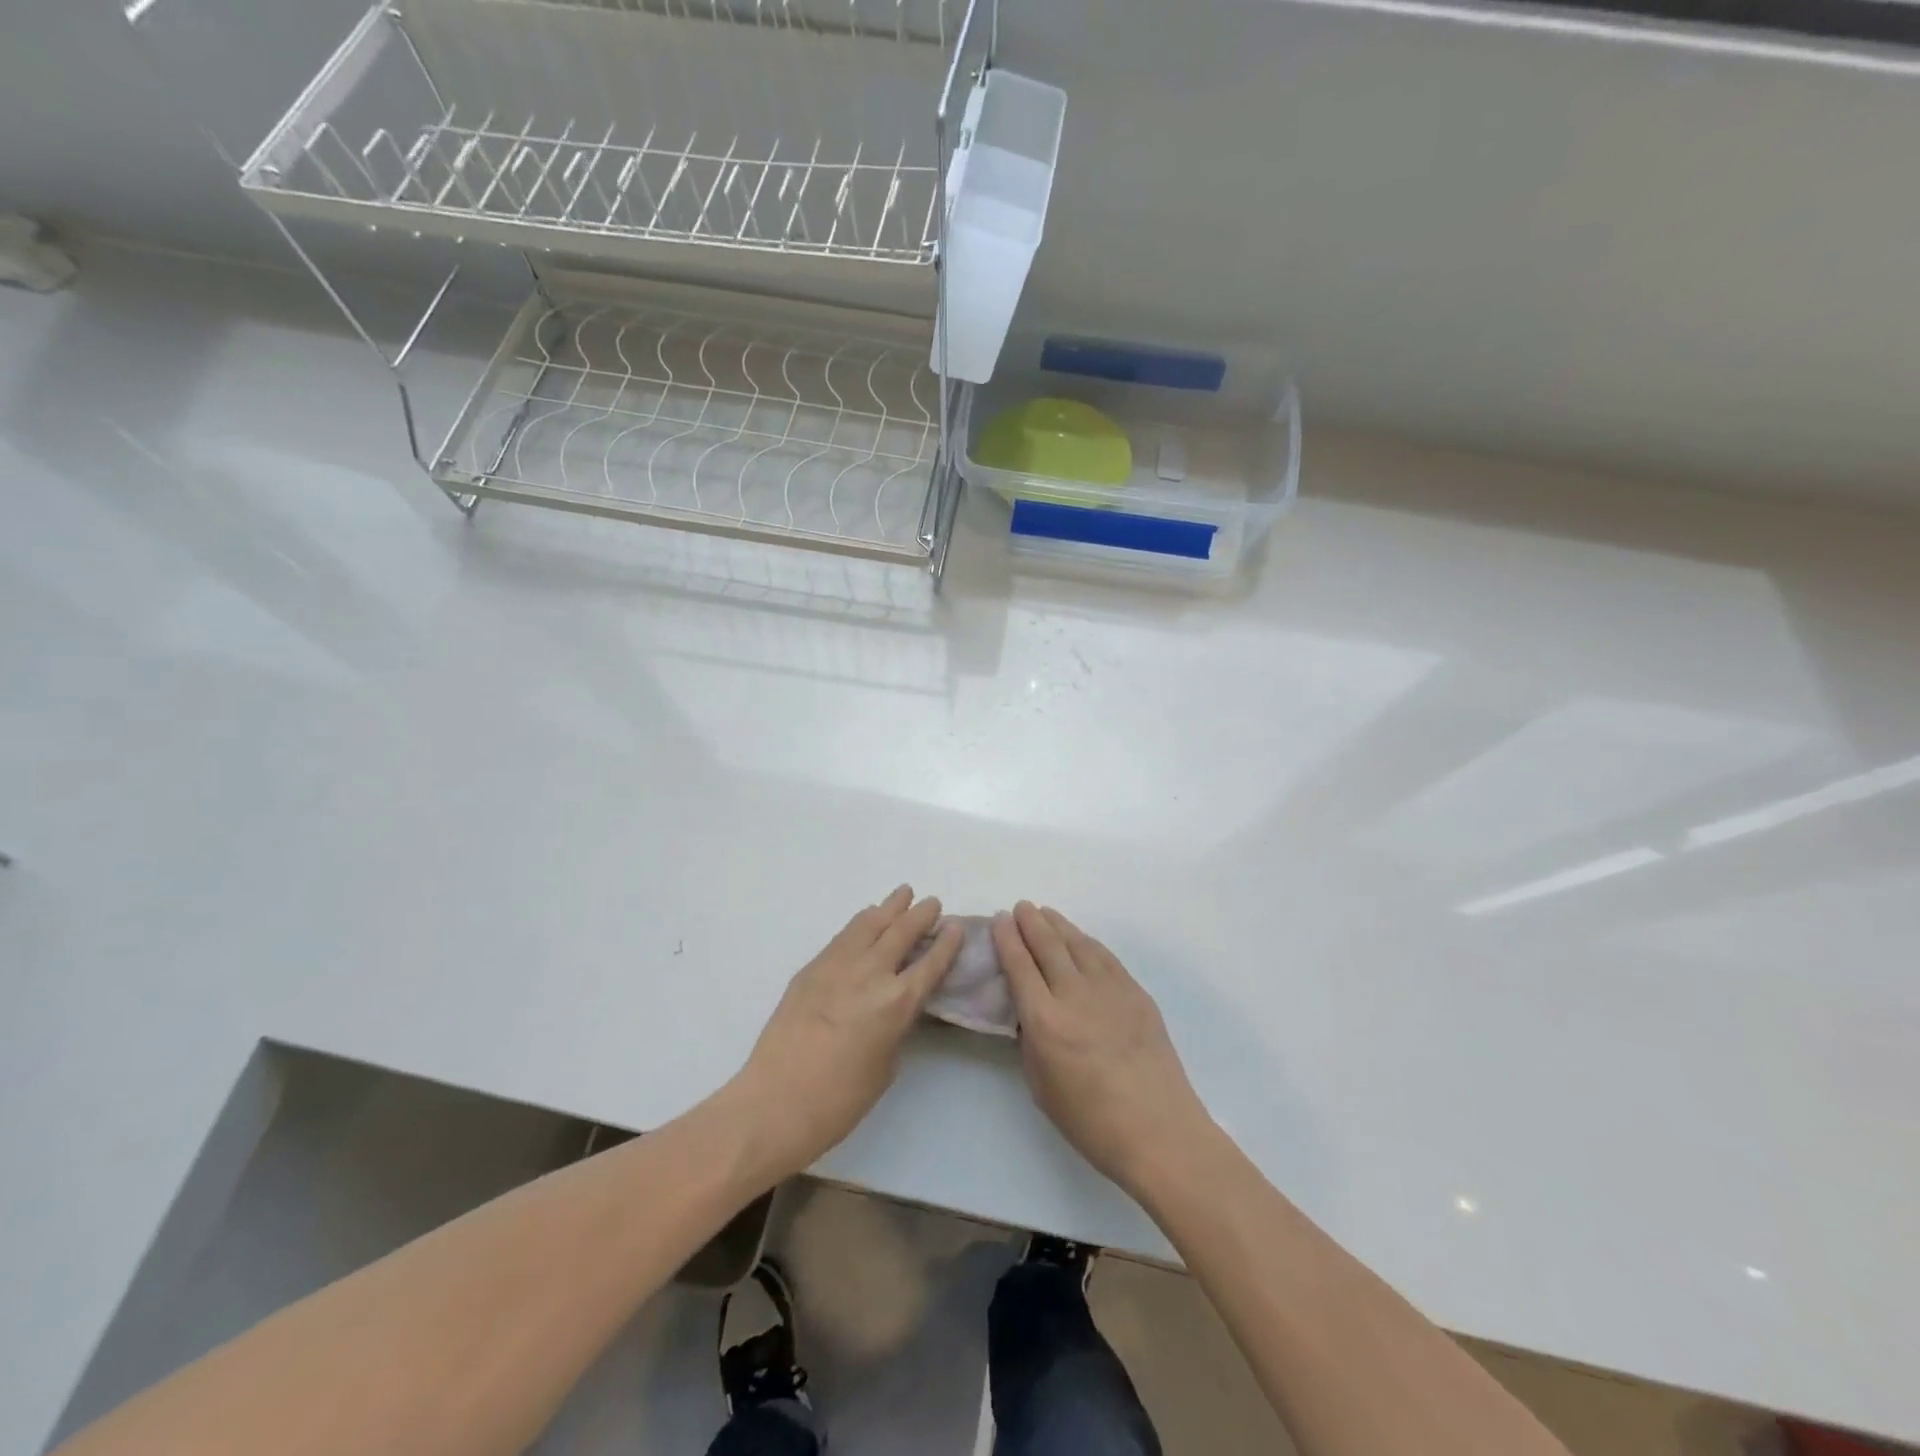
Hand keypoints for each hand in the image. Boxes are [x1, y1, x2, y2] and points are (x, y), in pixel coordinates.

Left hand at [731, 887, 961, 1178]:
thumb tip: (895, 1005)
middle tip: (932, 903)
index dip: (947, 943)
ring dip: (890, 907)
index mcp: (897, 1003)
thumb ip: (896, 1027)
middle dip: (921, 915)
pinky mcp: (811, 968)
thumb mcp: (886, 1066)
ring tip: (903, 894)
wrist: (775, 1102)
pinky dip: (861, 922)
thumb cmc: (839, 1100)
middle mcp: (871, 974)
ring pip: (870, 923)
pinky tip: (867, 918)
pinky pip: (844, 935)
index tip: (956, 927)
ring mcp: (838, 966)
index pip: (931, 963)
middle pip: (902, 932)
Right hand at [993, 903, 1212, 1196]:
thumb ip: (1031, 1040)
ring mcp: (1110, 990)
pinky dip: (1087, 942)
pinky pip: (1105, 957)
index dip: (1007, 939)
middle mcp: (1075, 995)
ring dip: (1058, 925)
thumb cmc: (1091, 1121)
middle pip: (1048, 945)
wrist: (1159, 1131)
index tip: (999, 920)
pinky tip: (1081, 939)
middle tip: (1020, 907)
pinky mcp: (1137, 994)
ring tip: (1045, 913)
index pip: (1020, 966)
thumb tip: (1030, 1013)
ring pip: (1079, 944)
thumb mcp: (1041, 1086)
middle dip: (1030, 922)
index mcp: (1046, 1020)